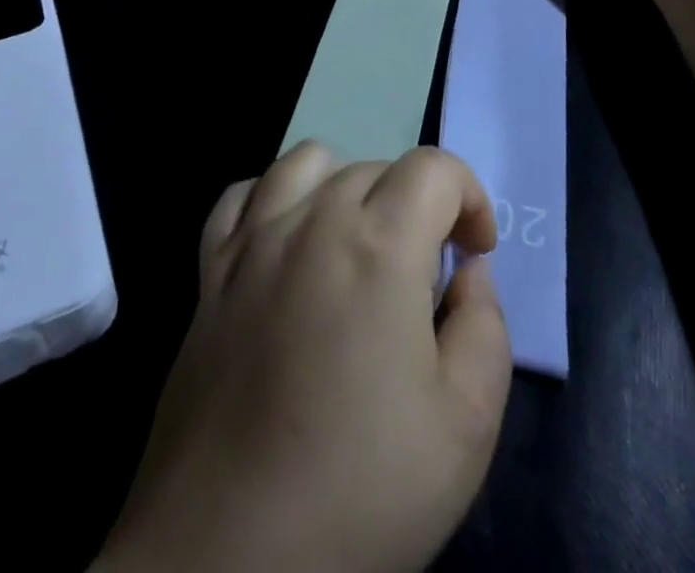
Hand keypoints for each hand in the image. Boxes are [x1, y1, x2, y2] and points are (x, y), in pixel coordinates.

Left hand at [97, 142, 511, 572]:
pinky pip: (242, 196)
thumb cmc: (359, 494)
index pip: (434, 167)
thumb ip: (485, 326)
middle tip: (422, 276)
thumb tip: (467, 271)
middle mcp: (312, 222)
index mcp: (379, 246)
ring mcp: (252, 242)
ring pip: (308, 162)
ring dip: (347, 185)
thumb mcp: (465, 426)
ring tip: (358, 244)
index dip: (470, 197)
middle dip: (416, 204)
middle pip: (377, 166)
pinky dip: (273, 199)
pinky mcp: (209, 273)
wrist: (226, 562)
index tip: (474, 252)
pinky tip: (286, 244)